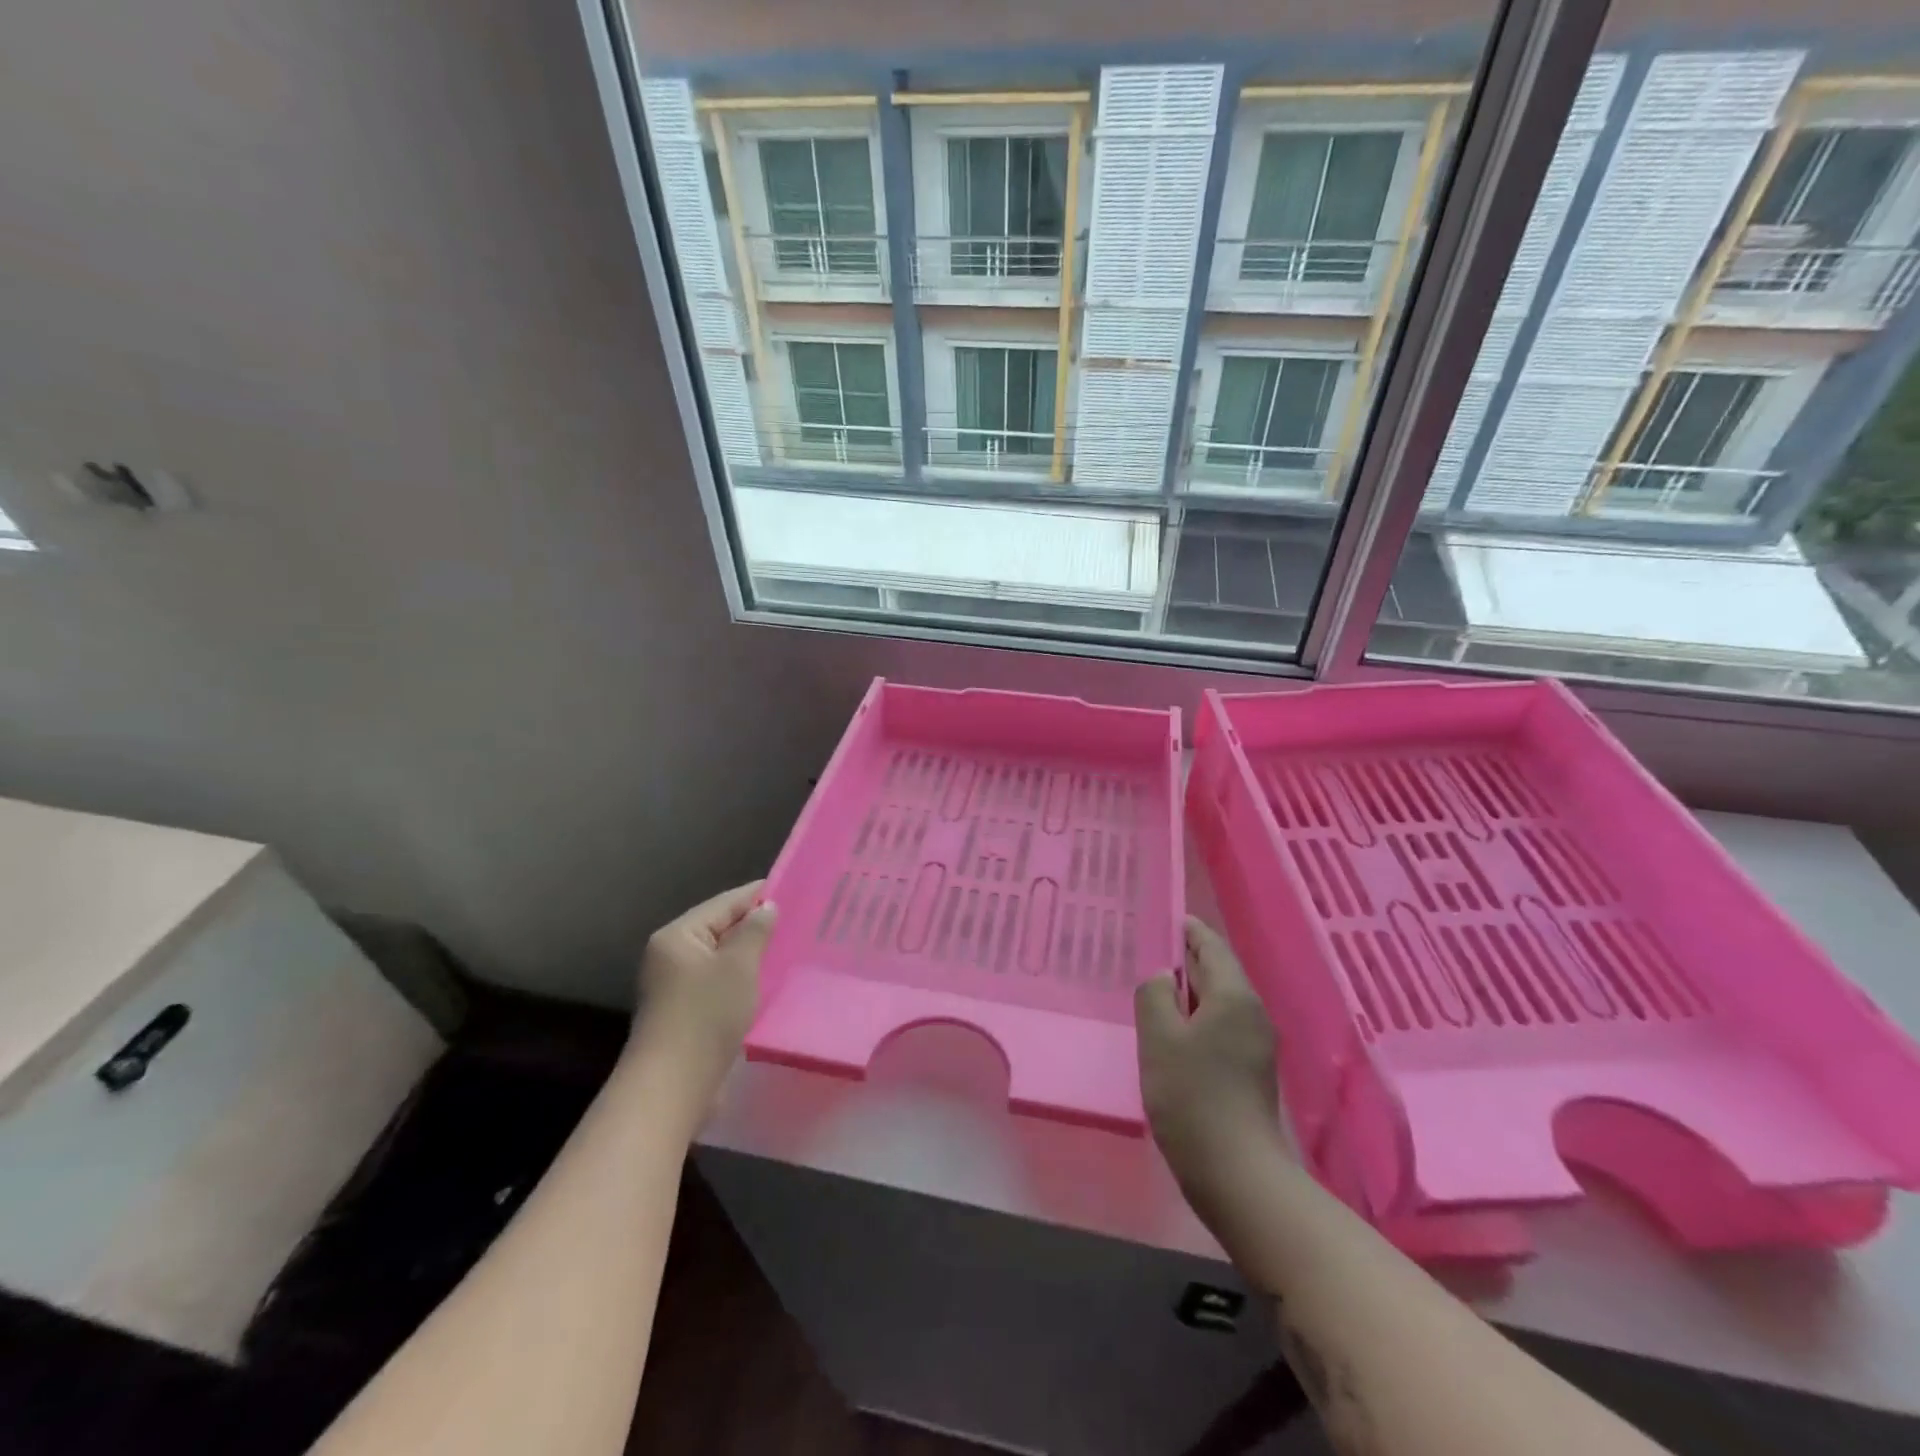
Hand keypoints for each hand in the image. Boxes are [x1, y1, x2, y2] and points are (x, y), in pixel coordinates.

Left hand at [630, 881, 777, 1103]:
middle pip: (720, 929)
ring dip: (750, 954)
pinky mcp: (685, 1013)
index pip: (724, 903)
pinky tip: (767, 982)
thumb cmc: (705, 1015)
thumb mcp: (738, 966)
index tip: (793, 887)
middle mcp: (671, 955)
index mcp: (678, 936)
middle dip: (756, 925)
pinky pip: (719, 983)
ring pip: (721, 958)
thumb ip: (755, 931)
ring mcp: (676, 986)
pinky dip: (742, 979)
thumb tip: (766, 907)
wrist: (672, 1086)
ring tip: (788, 947)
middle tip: (797, 918)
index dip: (758, 895)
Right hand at [1135, 917, 1285, 1223]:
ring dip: (1190, 992)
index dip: (1186, 929)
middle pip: (1218, 971)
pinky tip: (1172, 1034)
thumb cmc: (1193, 1097)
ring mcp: (1257, 1044)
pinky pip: (1222, 1027)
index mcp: (1234, 996)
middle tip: (1147, 953)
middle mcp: (1253, 1012)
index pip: (1210, 945)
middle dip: (1185, 959)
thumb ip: (1155, 994)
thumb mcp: (1159, 1038)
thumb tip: (1164, 977)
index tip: (1161, 917)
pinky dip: (1197, 1018)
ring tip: (1153, 991)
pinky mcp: (1252, 1071)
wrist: (1237, 1174)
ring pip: (1220, 1001)